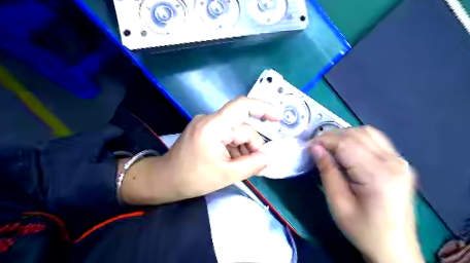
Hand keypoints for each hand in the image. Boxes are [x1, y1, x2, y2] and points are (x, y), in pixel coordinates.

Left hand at [120, 96, 279, 205]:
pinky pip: (227, 136)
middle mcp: (210, 120)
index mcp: (213, 126)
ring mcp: (207, 124)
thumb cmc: (193, 179)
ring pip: (236, 133)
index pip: (241, 106)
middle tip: (256, 166)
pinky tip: (232, 162)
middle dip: (251, 147)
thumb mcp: (227, 175)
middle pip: (242, 128)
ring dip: (243, 149)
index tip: (278, 118)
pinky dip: (234, 148)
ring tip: (240, 167)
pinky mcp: (205, 131)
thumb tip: (272, 156)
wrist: (164, 180)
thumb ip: (253, 164)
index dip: (263, 108)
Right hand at [311, 125, 423, 262]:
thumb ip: (327, 172)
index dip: (324, 141)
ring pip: (368, 132)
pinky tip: (347, 149)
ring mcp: (400, 161)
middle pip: (357, 134)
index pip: (346, 144)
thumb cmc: (363, 230)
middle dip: (332, 136)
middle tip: (316, 148)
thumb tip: (315, 148)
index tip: (308, 146)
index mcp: (378, 175)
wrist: (395, 248)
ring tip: (329, 147)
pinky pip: (376, 139)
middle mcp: (393, 162)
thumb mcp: (338, 204)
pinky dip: (357, 138)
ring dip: (344, 135)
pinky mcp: (400, 163)